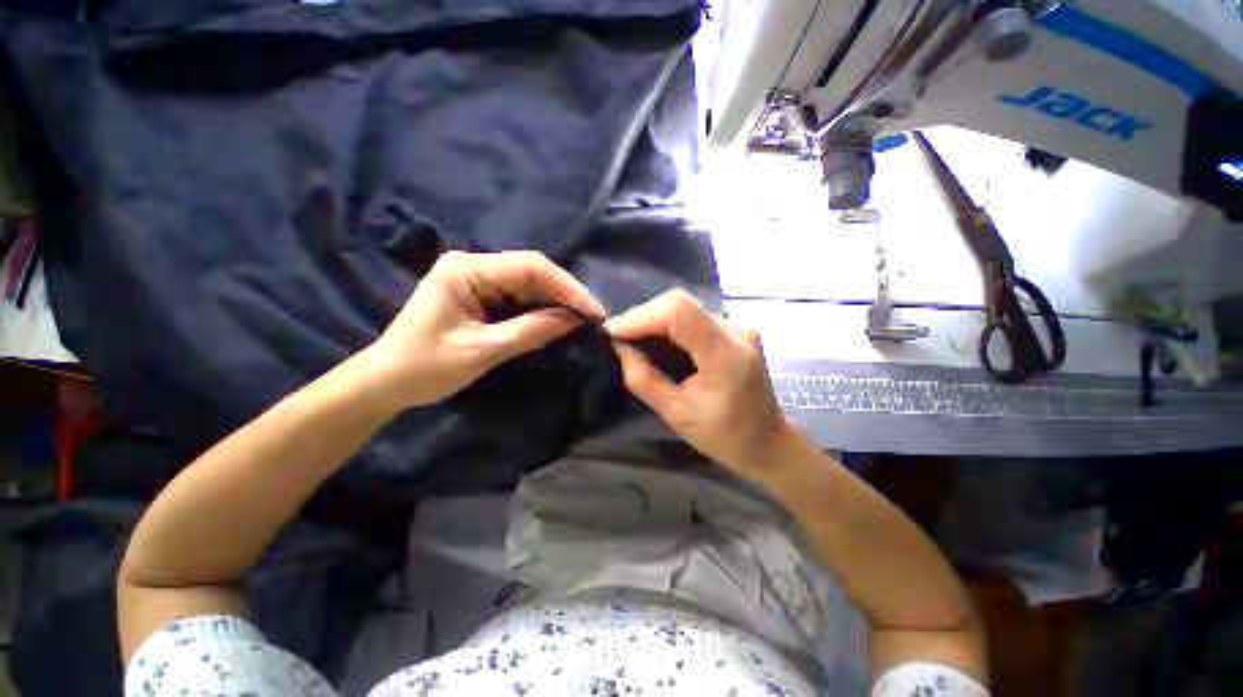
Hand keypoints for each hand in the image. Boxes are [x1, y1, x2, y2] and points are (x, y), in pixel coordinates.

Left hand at [362, 251, 604, 408]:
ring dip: (555, 302)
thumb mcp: (483, 350)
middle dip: (565, 294)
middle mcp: (473, 266)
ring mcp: (476, 280)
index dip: (567, 287)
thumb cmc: (426, 366)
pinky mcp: (479, 296)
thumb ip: (531, 331)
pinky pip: (518, 298)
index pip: (530, 267)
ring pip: (528, 285)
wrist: (386, 383)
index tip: (593, 310)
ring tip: (582, 320)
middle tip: (593, 317)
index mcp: (466, 270)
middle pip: (531, 273)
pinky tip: (557, 321)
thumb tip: (574, 320)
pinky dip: (540, 310)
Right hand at [605, 290, 791, 480]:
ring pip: (686, 308)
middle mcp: (735, 330)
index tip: (613, 332)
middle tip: (620, 337)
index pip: (678, 310)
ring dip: (655, 321)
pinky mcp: (734, 332)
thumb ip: (644, 380)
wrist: (769, 443)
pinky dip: (670, 327)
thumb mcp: (677, 414)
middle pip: (681, 304)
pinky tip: (658, 342)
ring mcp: (738, 328)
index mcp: (725, 353)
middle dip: (644, 317)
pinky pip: (694, 319)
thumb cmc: (725, 437)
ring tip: (633, 339)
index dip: (641, 315)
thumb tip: (620, 348)